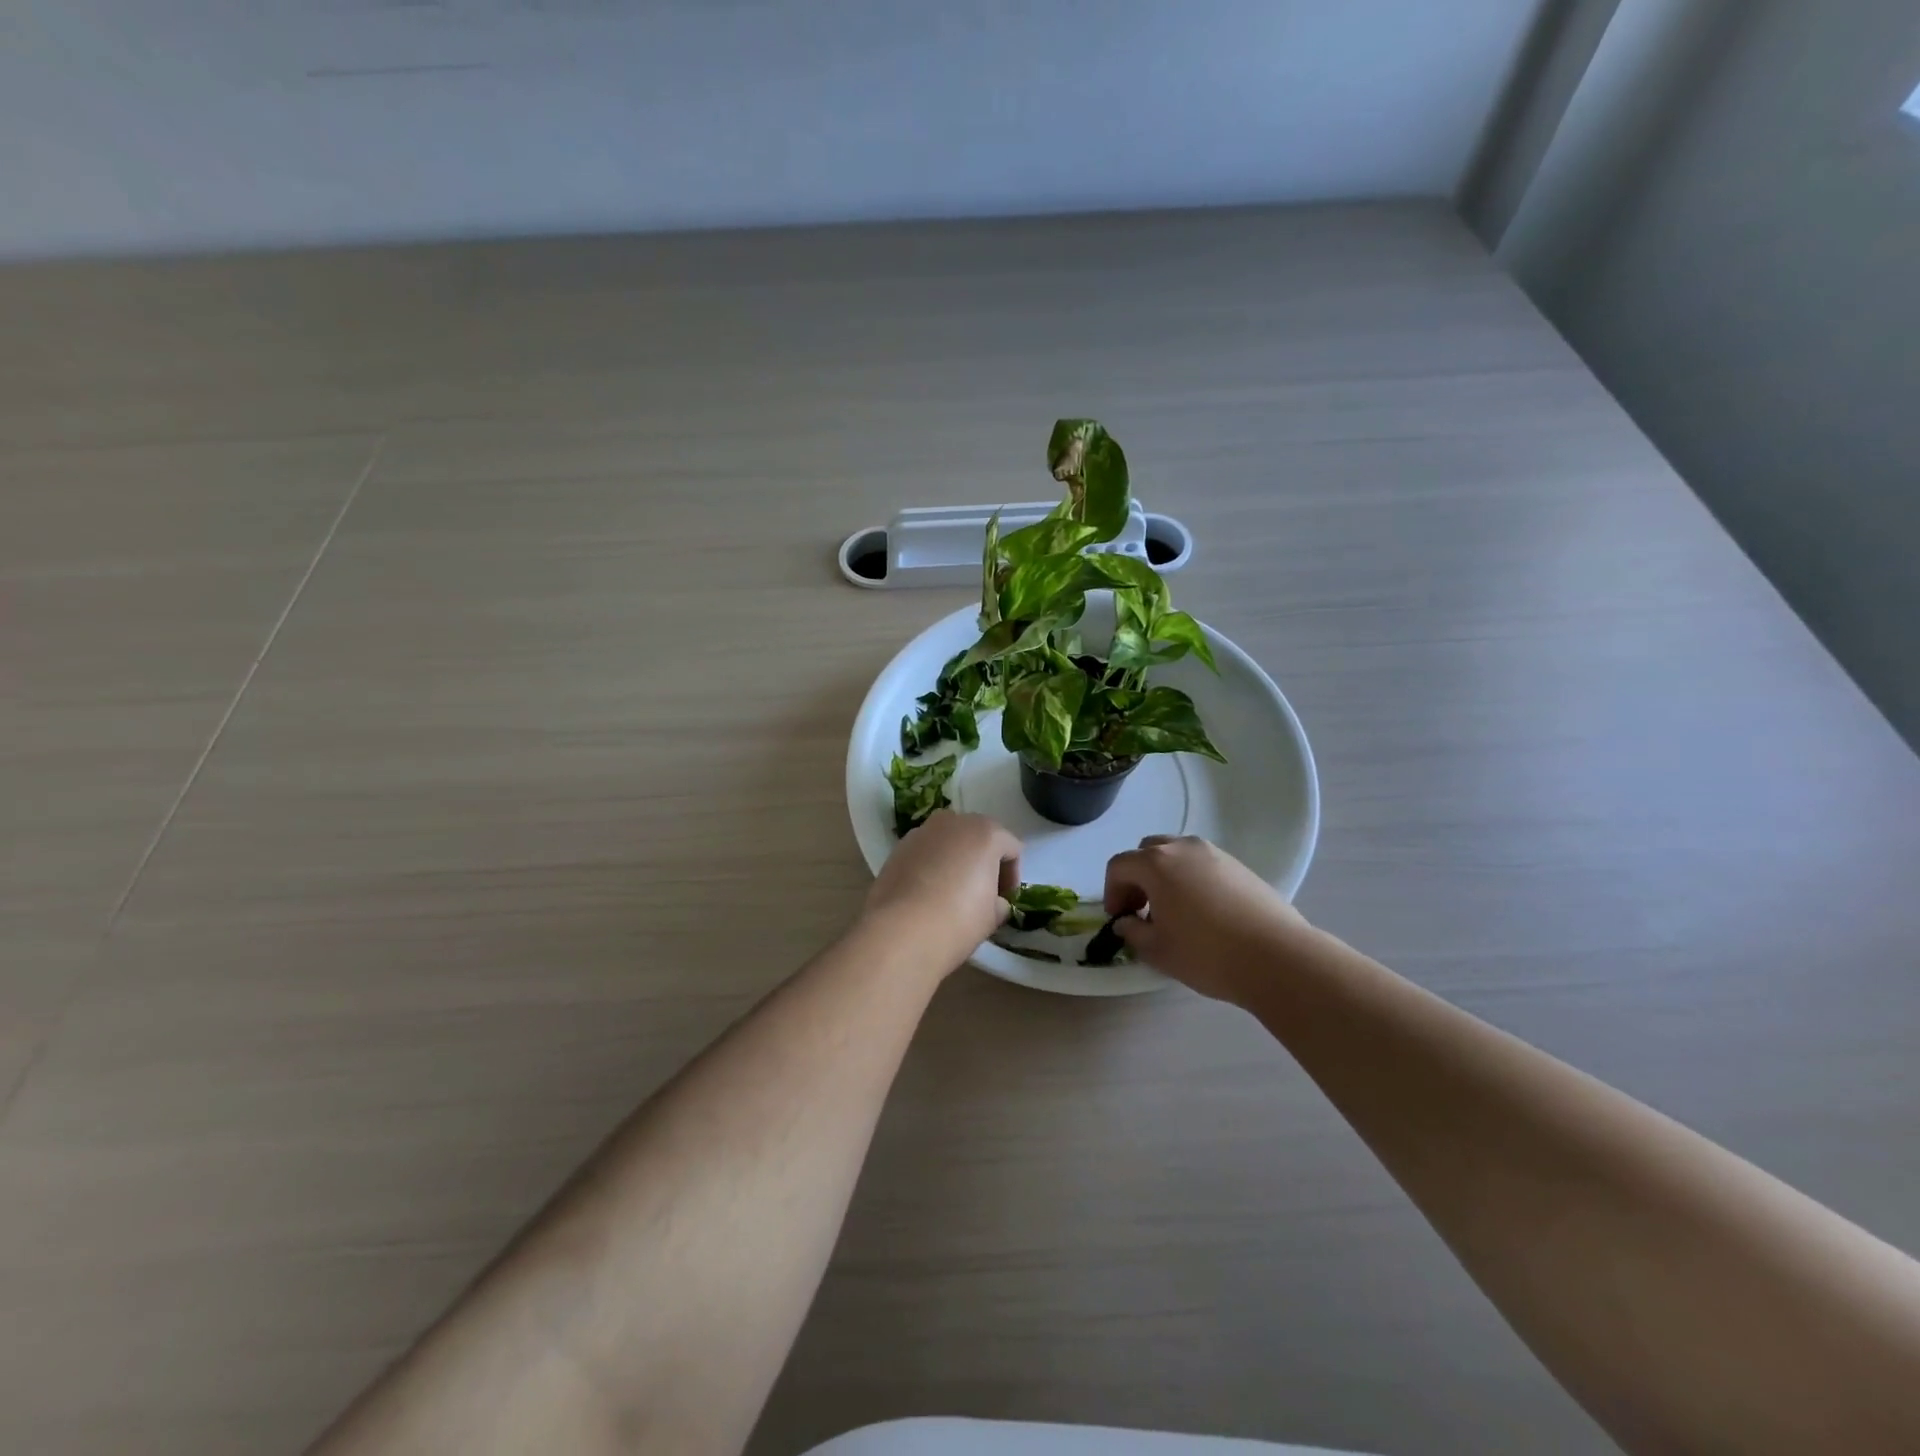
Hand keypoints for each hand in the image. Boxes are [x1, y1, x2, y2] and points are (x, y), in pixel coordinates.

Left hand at [864, 812, 1020, 975]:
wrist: (900, 932)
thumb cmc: (958, 920)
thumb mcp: (993, 916)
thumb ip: (999, 902)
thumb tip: (993, 902)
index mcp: (985, 832)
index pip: (1011, 849)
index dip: (1012, 877)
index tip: (1004, 901)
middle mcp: (953, 822)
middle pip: (978, 837)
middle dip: (983, 862)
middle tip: (982, 893)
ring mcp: (922, 832)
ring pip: (948, 841)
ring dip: (955, 861)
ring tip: (951, 893)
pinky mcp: (898, 848)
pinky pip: (925, 852)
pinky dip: (931, 866)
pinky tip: (926, 895)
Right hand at [1103, 836, 1311, 1003]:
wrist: (1277, 957)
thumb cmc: (1207, 954)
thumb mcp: (1158, 951)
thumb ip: (1133, 932)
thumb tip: (1126, 922)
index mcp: (1156, 864)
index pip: (1119, 866)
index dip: (1112, 891)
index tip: (1119, 918)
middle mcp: (1182, 848)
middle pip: (1147, 852)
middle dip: (1137, 877)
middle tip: (1141, 909)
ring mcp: (1214, 853)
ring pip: (1176, 854)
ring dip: (1164, 875)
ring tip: (1172, 910)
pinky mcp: (1239, 865)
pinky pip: (1202, 864)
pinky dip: (1190, 879)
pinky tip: (1202, 911)